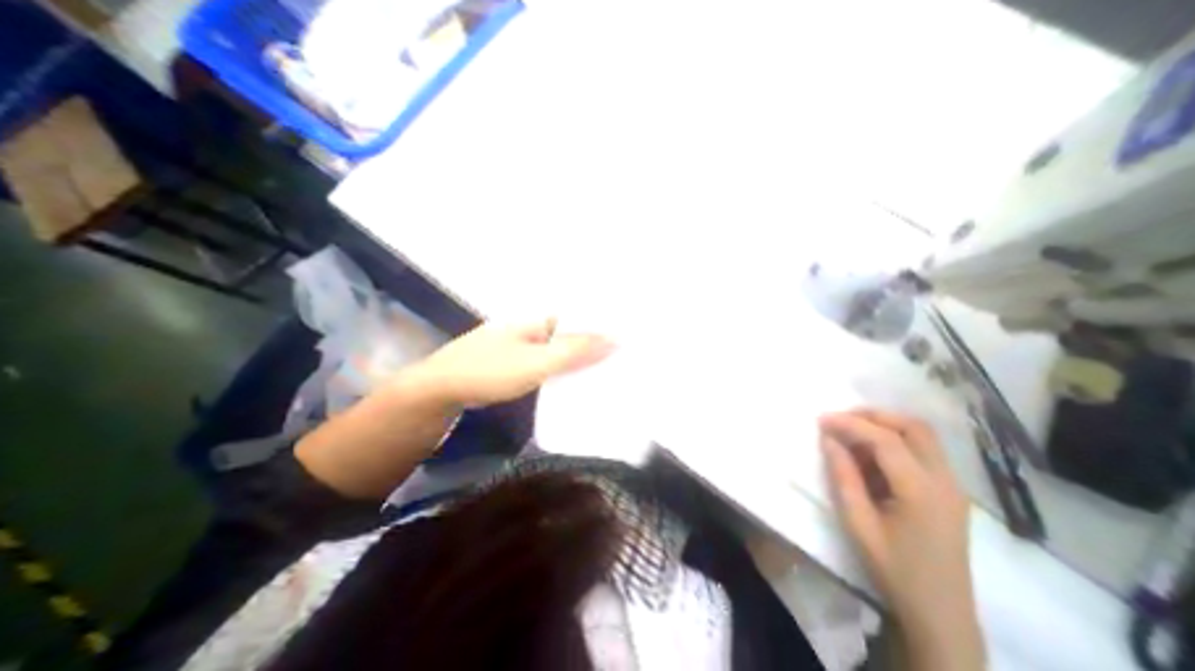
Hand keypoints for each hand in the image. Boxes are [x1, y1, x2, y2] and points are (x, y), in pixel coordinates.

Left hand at [406, 319, 619, 408]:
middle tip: (626, 357)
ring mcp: (524, 346)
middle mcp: (534, 328)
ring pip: (561, 350)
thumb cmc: (489, 370)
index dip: (603, 324)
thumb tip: (616, 338)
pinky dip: (564, 370)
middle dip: (596, 344)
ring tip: (611, 369)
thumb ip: (575, 351)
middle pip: (572, 334)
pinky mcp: (518, 364)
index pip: (580, 316)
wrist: (440, 390)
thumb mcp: (537, 362)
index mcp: (539, 320)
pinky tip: (578, 381)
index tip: (629, 336)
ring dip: (581, 358)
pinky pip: (549, 363)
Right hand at [823, 409, 979, 670]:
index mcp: (922, 491)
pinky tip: (870, 456)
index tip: (821, 420)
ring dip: (885, 426)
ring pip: (922, 436)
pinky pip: (923, 451)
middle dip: (874, 415)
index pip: (886, 440)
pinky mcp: (949, 492)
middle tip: (840, 419)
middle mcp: (945, 481)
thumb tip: (829, 439)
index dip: (851, 424)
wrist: (941, 614)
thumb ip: (843, 476)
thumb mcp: (858, 522)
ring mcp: (952, 486)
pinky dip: (895, 441)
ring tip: (850, 434)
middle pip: (914, 427)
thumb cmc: (894, 568)